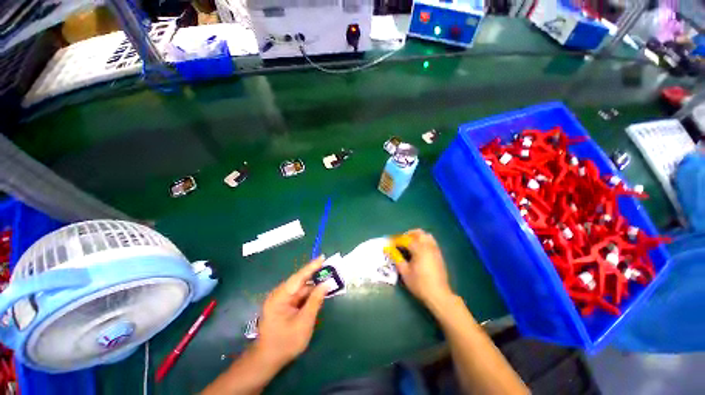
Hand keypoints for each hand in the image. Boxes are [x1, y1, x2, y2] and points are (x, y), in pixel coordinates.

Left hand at [254, 257, 327, 367]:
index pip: (298, 277)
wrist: (268, 360)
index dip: (312, 267)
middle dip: (316, 276)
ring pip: (301, 289)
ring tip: (328, 281)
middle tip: (331, 271)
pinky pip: (299, 296)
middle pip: (301, 282)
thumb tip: (326, 283)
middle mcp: (280, 294)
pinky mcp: (285, 305)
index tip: (323, 257)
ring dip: (314, 287)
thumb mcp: (304, 322)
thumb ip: (315, 301)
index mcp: (280, 297)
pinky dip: (310, 295)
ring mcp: (282, 300)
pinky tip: (319, 294)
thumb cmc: (285, 343)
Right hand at [394, 229, 454, 307]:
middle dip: (408, 235)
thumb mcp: (404, 272)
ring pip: (426, 236)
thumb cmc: (419, 284)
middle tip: (401, 242)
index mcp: (419, 249)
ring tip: (409, 245)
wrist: (438, 295)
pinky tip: (419, 251)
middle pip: (418, 233)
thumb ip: (397, 258)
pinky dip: (423, 241)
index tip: (390, 244)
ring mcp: (435, 250)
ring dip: (417, 237)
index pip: (406, 239)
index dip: (396, 240)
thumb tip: (389, 250)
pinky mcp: (439, 255)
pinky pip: (431, 242)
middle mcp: (428, 246)